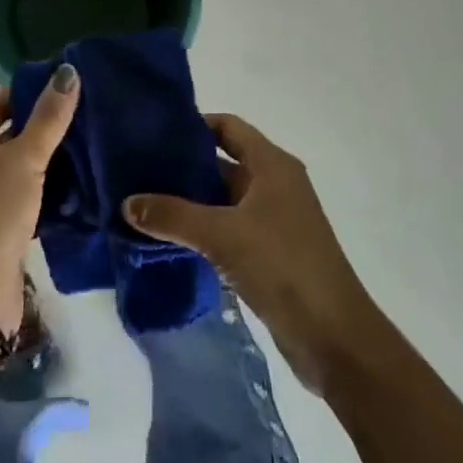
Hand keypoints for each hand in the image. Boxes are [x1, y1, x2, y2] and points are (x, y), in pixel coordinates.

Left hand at [0, 65, 78, 338]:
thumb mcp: (25, 158)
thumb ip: (49, 117)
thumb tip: (68, 70)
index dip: (29, 92)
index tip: (67, 91)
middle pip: (8, 133)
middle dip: (44, 127)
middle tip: (86, 118)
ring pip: (18, 167)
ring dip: (48, 160)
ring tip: (89, 148)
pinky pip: (23, 196)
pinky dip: (46, 190)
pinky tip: (77, 187)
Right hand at [123, 113, 380, 391]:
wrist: (334, 337)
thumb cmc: (283, 266)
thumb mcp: (222, 235)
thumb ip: (173, 215)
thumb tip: (127, 202)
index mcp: (272, 164)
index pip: (227, 127)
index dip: (194, 124)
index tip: (154, 132)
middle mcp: (275, 184)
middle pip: (223, 162)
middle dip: (184, 166)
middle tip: (139, 170)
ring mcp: (274, 220)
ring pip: (224, 199)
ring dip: (191, 202)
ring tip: (145, 204)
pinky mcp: (270, 252)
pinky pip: (229, 228)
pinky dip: (203, 230)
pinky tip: (170, 239)